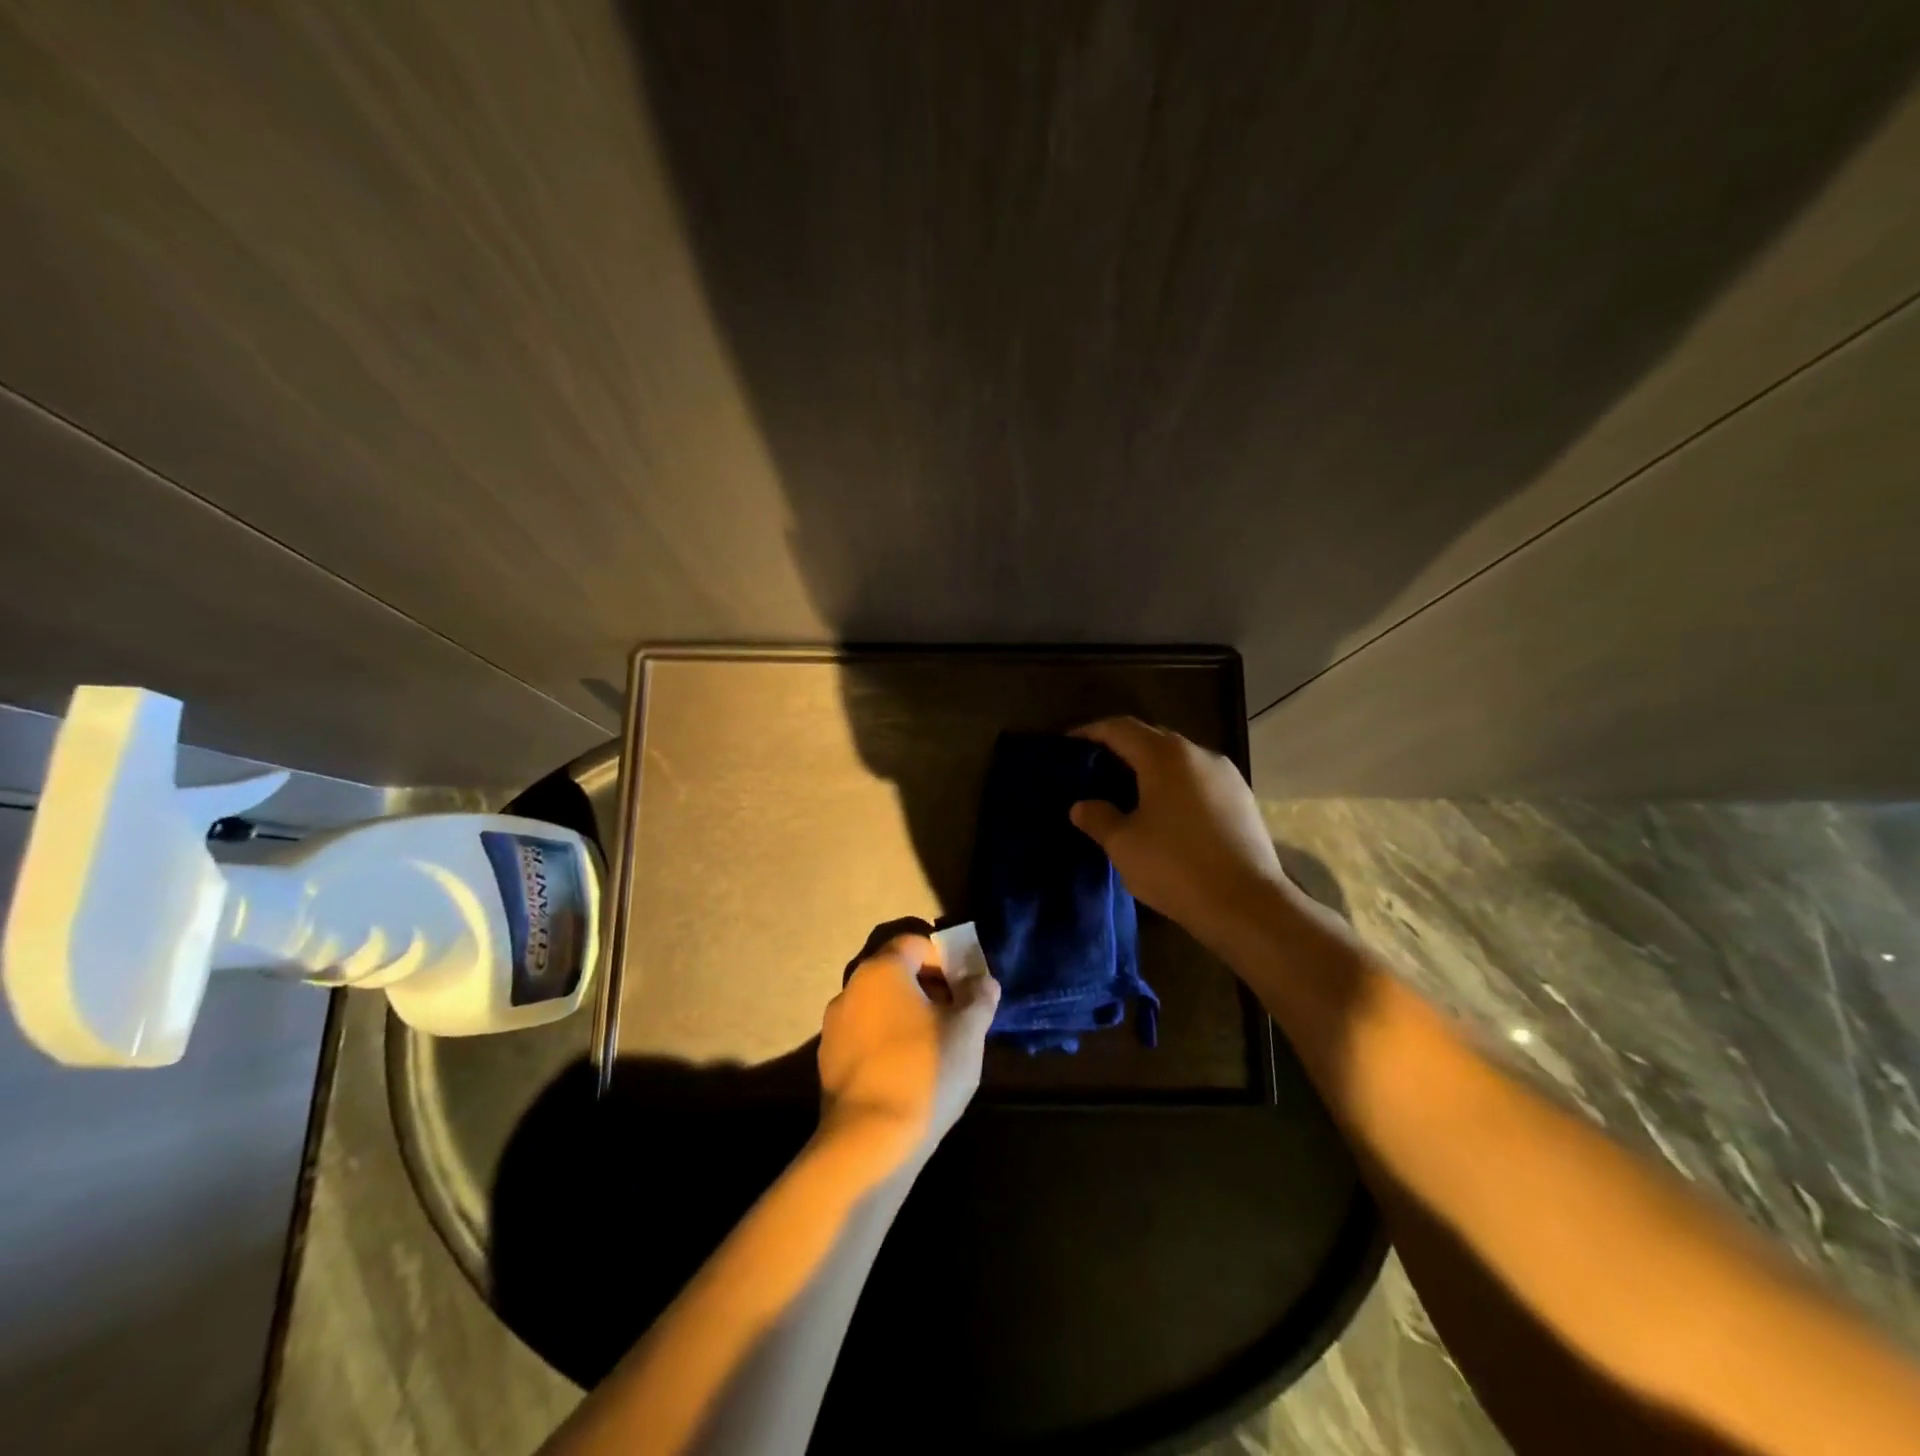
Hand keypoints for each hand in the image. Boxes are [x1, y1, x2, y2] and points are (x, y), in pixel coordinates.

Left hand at [817, 933, 998, 1166]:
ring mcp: (833, 1026)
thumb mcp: (968, 1031)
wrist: (869, 1143)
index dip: (945, 959)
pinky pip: (864, 1035)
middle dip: (927, 987)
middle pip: (895, 972)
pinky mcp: (827, 1061)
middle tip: (956, 1015)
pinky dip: (886, 1041)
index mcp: (882, 970)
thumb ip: (979, 996)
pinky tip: (907, 1071)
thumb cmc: (924, 1071)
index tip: (966, 987)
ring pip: (878, 1006)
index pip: (915, 943)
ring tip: (935, 1046)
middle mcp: (850, 988)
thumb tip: (982, 981)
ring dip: (906, 1015)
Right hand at [1068, 717, 1288, 945]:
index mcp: (1165, 756)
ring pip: (1178, 760)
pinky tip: (1165, 814)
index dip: (1091, 733)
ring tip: (1127, 793)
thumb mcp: (1124, 845)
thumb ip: (1098, 818)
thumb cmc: (1176, 867)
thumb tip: (1082, 806)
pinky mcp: (1242, 799)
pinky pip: (1198, 780)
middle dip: (1121, 749)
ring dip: (1150, 769)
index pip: (1120, 728)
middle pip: (1151, 738)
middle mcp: (1198, 754)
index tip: (1068, 746)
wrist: (1247, 905)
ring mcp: (1226, 775)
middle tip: (1094, 771)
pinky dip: (1175, 786)